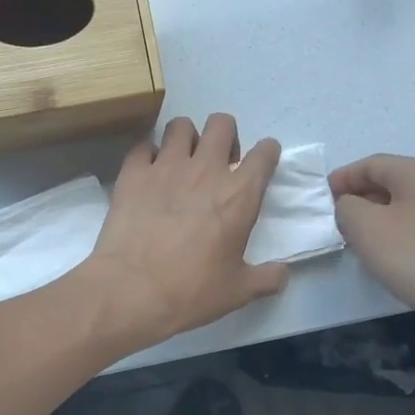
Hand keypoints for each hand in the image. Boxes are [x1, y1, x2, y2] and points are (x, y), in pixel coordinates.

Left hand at [79, 114, 288, 348]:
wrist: (131, 290)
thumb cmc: (191, 291)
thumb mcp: (238, 291)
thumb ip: (266, 278)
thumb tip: (283, 274)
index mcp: (239, 195)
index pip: (265, 153)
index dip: (267, 153)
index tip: (262, 163)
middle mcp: (206, 170)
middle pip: (222, 123)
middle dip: (225, 136)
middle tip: (218, 162)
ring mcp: (166, 166)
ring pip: (180, 126)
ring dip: (185, 139)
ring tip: (181, 162)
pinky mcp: (133, 173)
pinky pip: (142, 146)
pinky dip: (147, 155)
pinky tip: (147, 174)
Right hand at [329, 155, 414, 350]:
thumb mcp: (365, 226)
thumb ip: (346, 207)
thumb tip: (349, 206)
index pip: (371, 164)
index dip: (343, 177)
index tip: (321, 198)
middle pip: (388, 184)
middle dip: (358, 198)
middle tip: (334, 220)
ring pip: (402, 209)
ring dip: (375, 221)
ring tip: (354, 241)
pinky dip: (394, 238)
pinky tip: (385, 260)